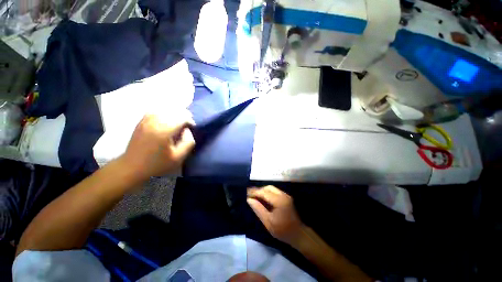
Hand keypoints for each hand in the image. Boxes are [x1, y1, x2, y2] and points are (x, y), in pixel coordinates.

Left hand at [120, 111, 194, 180]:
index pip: (181, 117)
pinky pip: (154, 111)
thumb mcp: (178, 158)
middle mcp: (154, 122)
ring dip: (174, 112)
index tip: (192, 127)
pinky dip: (163, 111)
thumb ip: (188, 143)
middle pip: (173, 110)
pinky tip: (166, 117)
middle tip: (188, 122)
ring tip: (179, 119)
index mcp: (164, 131)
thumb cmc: (157, 164)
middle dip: (183, 114)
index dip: (190, 120)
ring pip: (164, 108)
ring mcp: (146, 121)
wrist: (132, 167)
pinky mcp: (141, 122)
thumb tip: (188, 131)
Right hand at [247, 185, 303, 245]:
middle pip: (268, 187)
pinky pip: (275, 191)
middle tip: (250, 194)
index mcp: (279, 201)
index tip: (246, 193)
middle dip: (258, 190)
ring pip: (271, 188)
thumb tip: (249, 200)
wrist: (298, 234)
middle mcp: (283, 195)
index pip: (264, 192)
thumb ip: (258, 209)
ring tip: (255, 196)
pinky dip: (267, 193)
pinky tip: (262, 198)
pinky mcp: (286, 197)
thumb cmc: (283, 231)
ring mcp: (285, 195)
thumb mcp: (268, 222)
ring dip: (263, 191)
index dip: (254, 192)